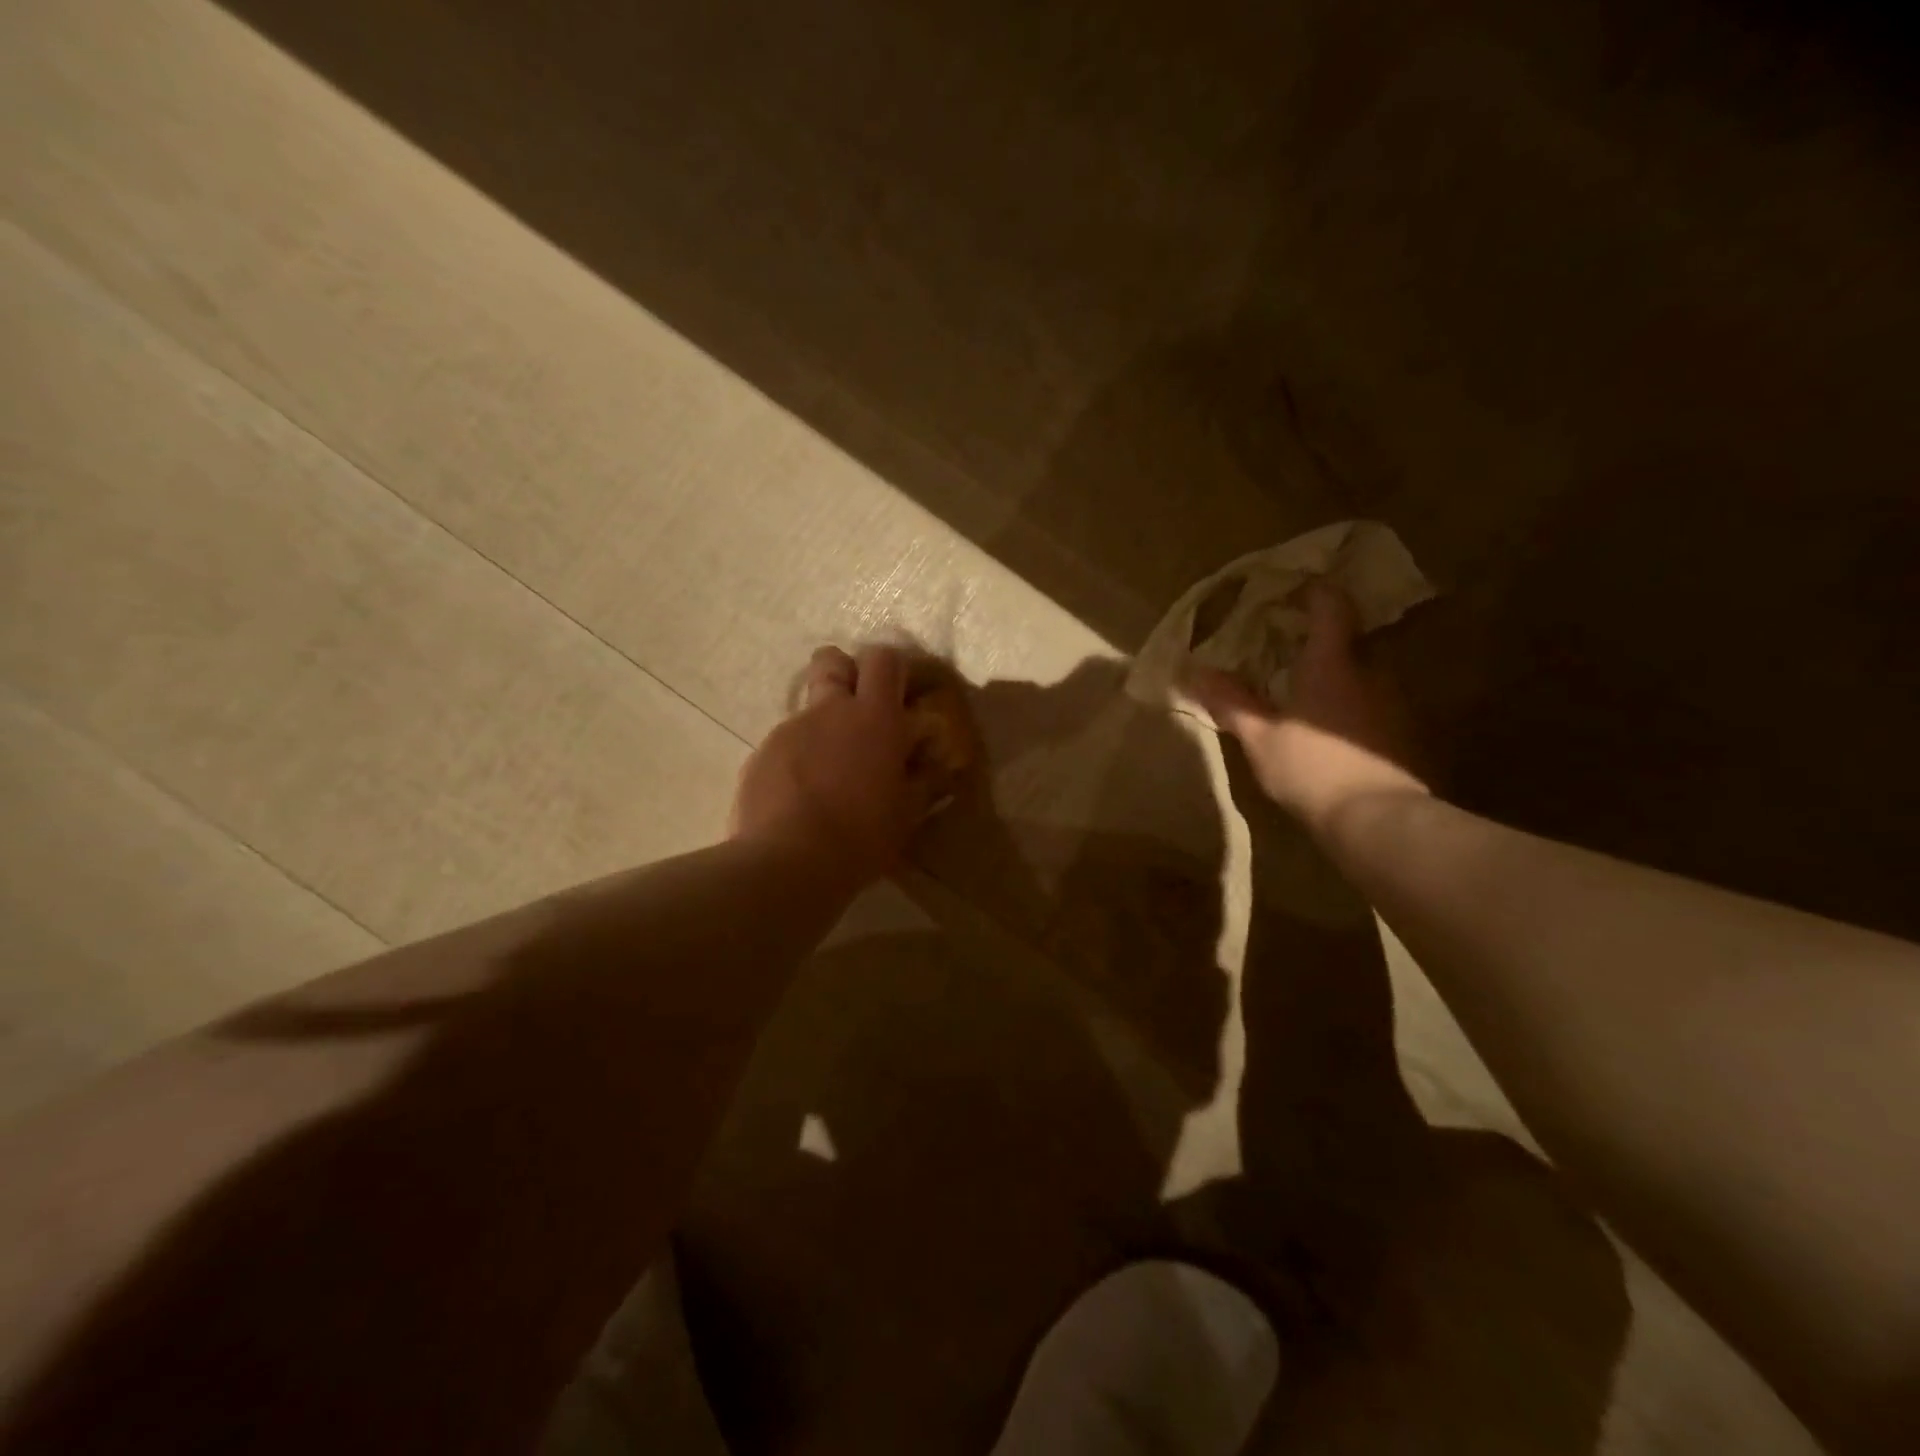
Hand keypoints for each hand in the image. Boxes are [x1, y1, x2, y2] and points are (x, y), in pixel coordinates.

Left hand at [730, 645, 941, 884]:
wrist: (789, 862)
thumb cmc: (862, 835)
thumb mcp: (906, 813)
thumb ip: (925, 781)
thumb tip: (940, 766)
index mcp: (874, 717)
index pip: (884, 660)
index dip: (893, 668)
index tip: (901, 693)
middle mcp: (830, 711)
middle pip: (831, 660)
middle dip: (845, 672)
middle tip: (857, 708)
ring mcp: (790, 729)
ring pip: (807, 708)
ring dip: (822, 726)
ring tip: (829, 771)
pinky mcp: (761, 755)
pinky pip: (785, 744)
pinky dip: (797, 759)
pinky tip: (800, 797)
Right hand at [1185, 582, 1427, 839]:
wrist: (1377, 820)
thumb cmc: (1312, 768)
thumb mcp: (1260, 738)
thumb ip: (1231, 702)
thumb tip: (1195, 671)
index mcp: (1332, 663)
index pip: (1332, 606)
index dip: (1313, 591)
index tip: (1290, 590)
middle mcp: (1371, 671)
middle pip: (1350, 637)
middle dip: (1322, 636)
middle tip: (1289, 644)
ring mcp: (1393, 702)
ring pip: (1364, 670)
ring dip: (1337, 671)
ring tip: (1306, 686)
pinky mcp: (1402, 732)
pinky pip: (1373, 700)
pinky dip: (1351, 700)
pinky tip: (1330, 724)